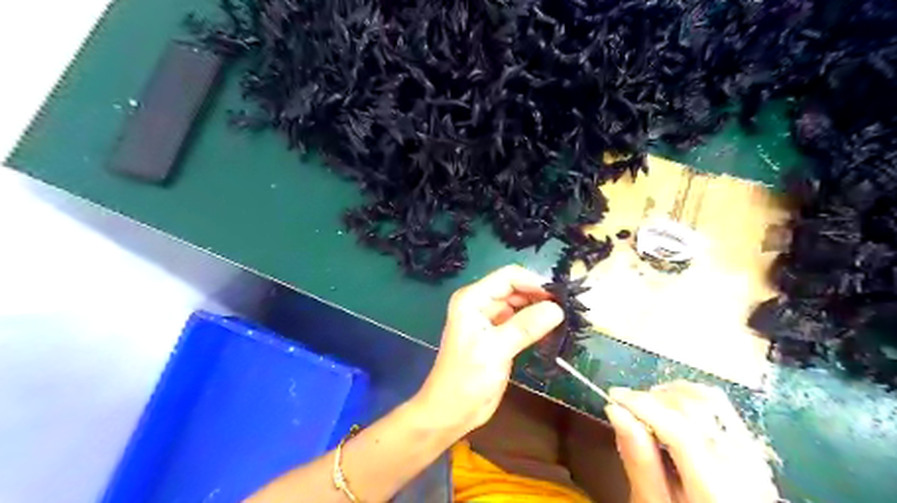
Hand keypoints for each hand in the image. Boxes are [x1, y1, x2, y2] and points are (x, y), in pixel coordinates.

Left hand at [412, 267, 558, 434]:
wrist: (452, 411)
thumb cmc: (466, 378)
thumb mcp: (496, 349)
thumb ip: (525, 327)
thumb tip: (557, 309)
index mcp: (473, 299)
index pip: (508, 277)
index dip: (534, 282)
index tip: (560, 296)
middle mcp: (481, 304)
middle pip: (515, 289)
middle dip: (539, 296)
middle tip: (568, 309)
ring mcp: (490, 320)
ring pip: (521, 305)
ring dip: (540, 310)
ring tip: (564, 319)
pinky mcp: (499, 336)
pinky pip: (521, 322)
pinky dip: (536, 324)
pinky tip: (553, 331)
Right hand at [607, 381, 781, 501]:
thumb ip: (639, 461)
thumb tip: (616, 411)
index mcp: (719, 488)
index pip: (678, 428)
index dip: (641, 404)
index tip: (613, 396)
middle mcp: (743, 465)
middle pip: (692, 408)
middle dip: (652, 398)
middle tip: (626, 406)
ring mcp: (751, 453)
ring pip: (707, 398)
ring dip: (670, 394)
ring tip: (646, 406)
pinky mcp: (749, 446)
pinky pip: (719, 405)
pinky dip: (689, 397)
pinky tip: (670, 409)